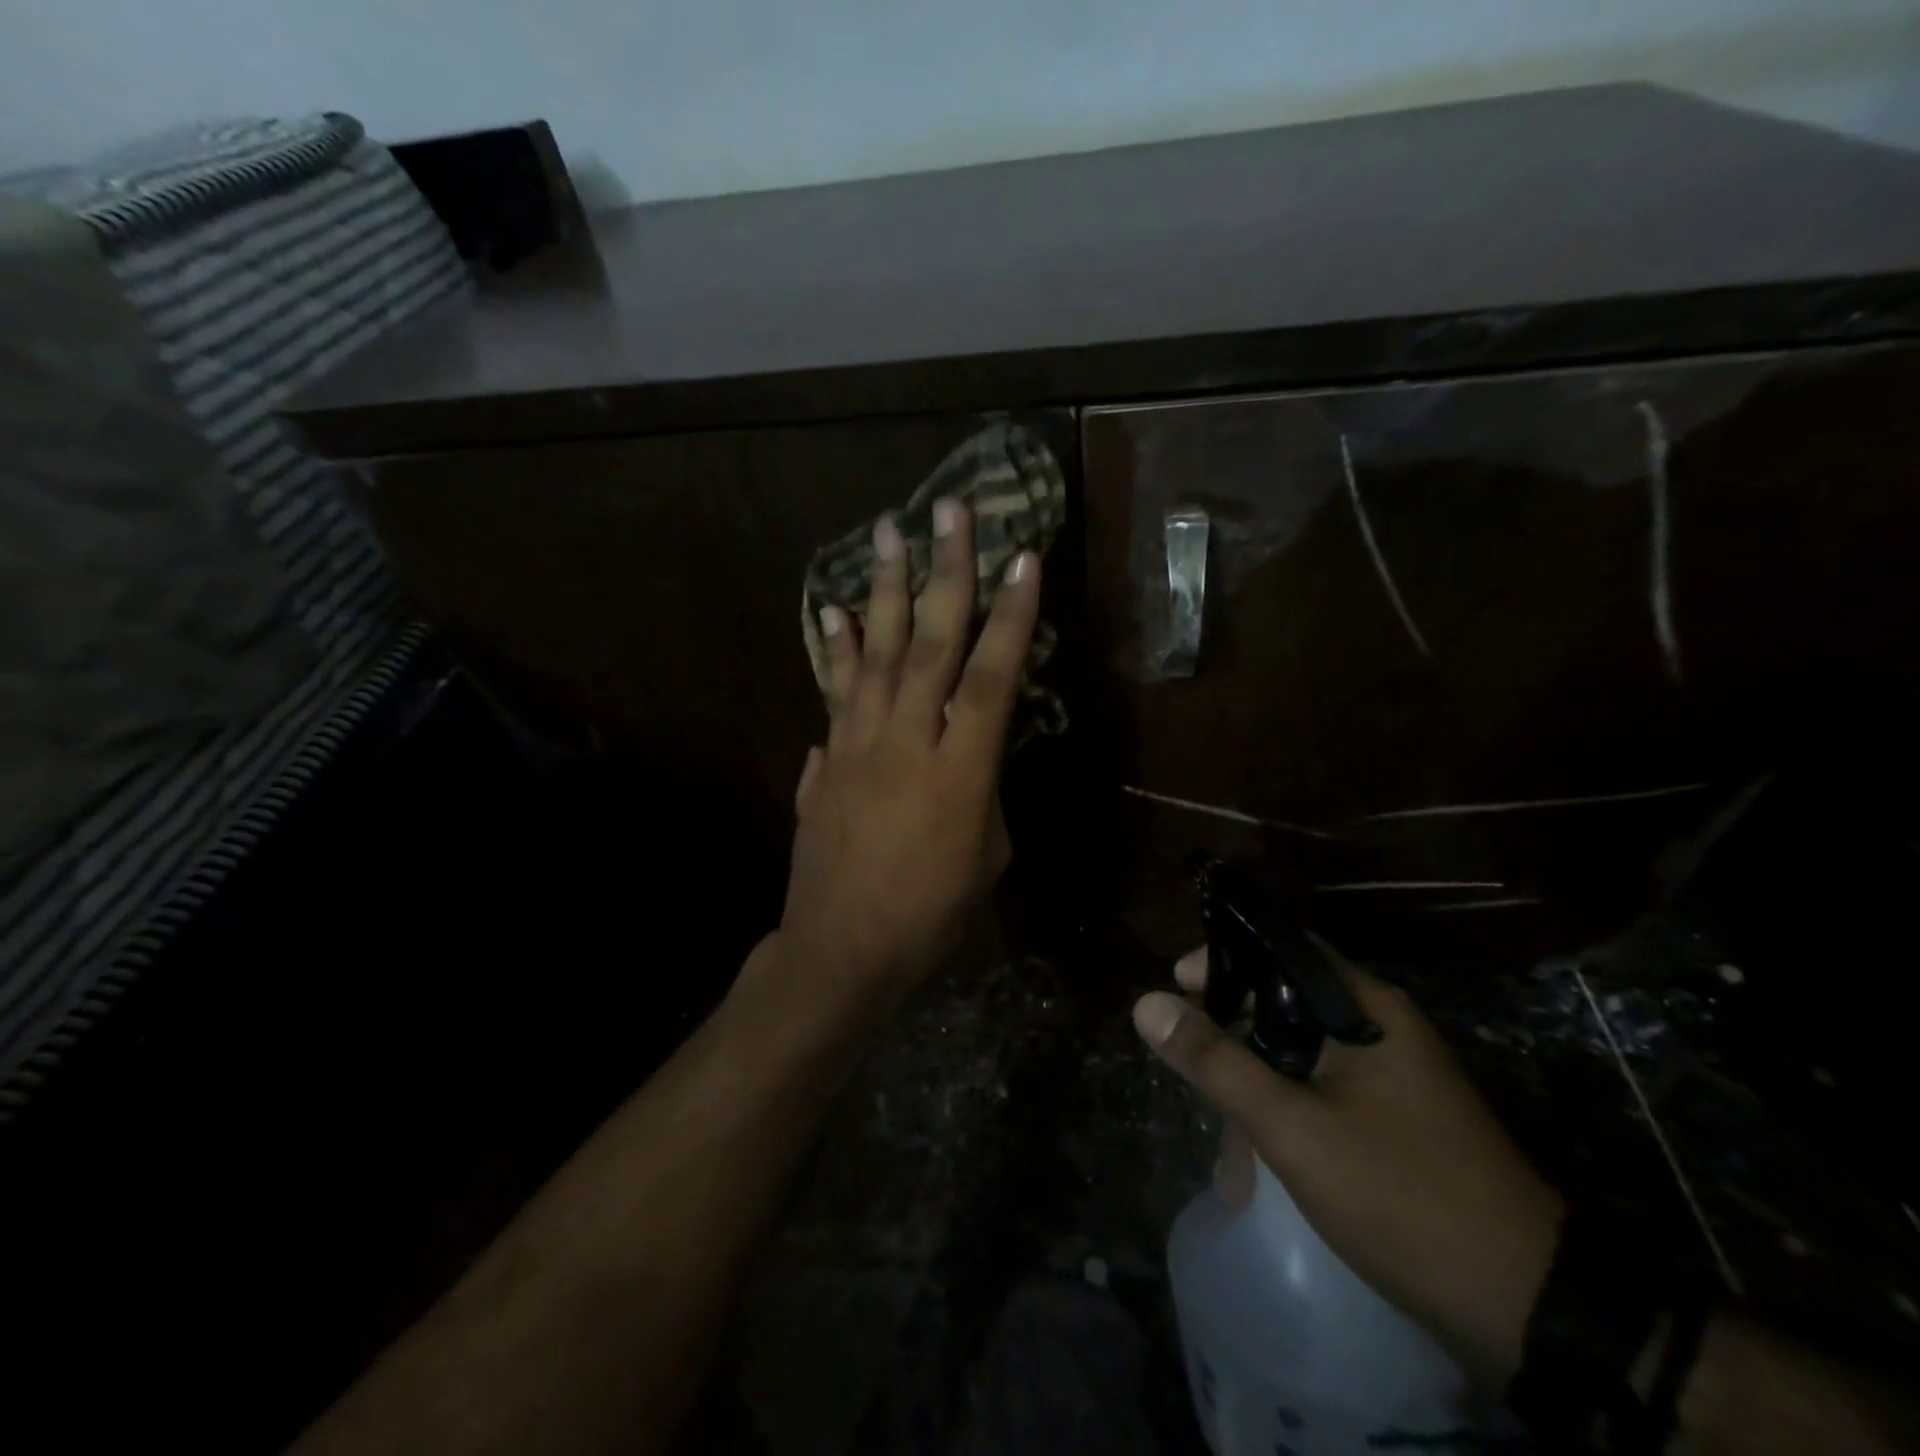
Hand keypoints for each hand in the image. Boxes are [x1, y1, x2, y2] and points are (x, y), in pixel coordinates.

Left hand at [778, 501, 1039, 996]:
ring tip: (886, 532)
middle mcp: (907, 741)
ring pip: (876, 653)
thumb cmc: (931, 915)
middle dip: (944, 572)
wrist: (841, 948)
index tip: (1022, 557)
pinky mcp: (828, 758)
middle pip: (930, 644)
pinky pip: (834, 691)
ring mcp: (858, 745)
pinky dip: (836, 649)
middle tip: (947, 509)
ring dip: (884, 589)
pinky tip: (833, 611)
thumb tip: (968, 750)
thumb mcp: (987, 856)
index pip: (992, 677)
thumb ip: (983, 790)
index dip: (1011, 615)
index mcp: (961, 772)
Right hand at [1134, 945, 1565, 1388]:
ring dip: (1255, 1090)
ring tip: (1227, 1154)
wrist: (1532, 1311)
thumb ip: (1216, 1062)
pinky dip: (1285, 1117)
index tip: (1176, 984)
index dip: (1223, 959)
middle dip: (1231, 1038)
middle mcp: (1381, 1029)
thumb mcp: (1293, 1128)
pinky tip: (1261, 1168)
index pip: (1281, 949)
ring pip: (1300, 1057)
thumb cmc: (1402, 1196)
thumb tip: (1146, 1003)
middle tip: (1190, 1068)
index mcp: (1366, 1008)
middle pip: (1284, 1005)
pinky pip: (1322, 1095)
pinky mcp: (1397, 1123)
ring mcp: (1394, 1078)